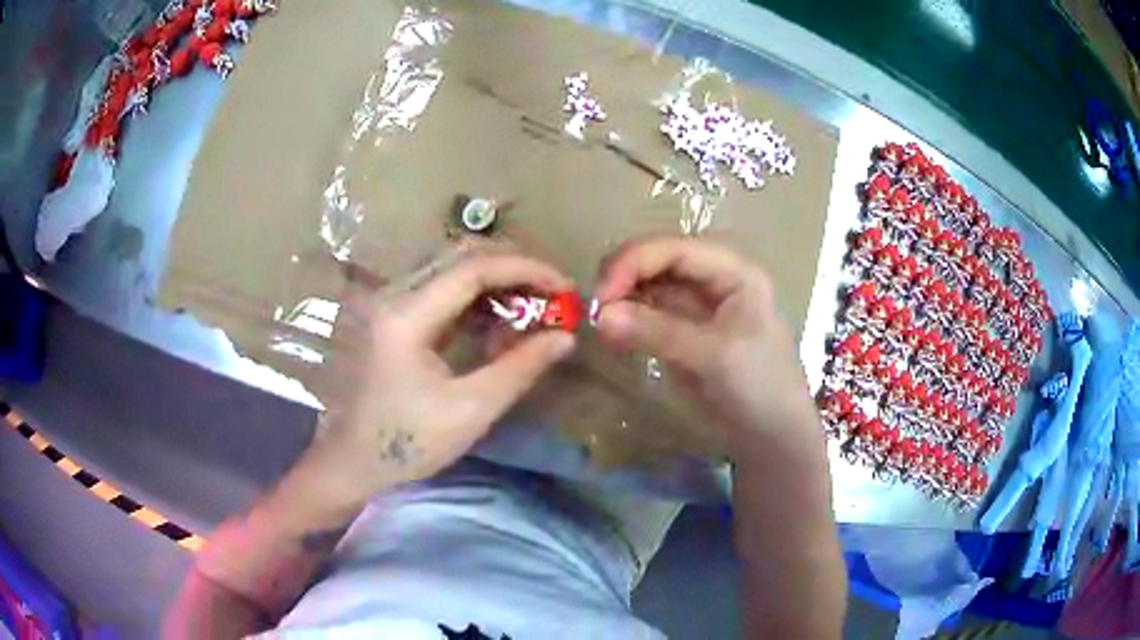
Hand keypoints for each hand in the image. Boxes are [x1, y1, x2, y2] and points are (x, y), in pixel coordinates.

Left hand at [316, 250, 576, 491]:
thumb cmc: (406, 443)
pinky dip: (476, 302)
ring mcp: (391, 305)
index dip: (525, 270)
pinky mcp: (394, 319)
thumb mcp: (470, 411)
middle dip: (514, 271)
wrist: (351, 462)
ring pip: (452, 272)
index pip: (474, 269)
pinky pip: (441, 294)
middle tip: (552, 295)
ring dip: (496, 285)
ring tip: (533, 310)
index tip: (563, 286)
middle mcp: (395, 296)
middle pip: (462, 259)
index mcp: (407, 315)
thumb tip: (566, 337)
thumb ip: (520, 368)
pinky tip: (497, 326)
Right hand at [594, 237, 819, 449]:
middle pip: (658, 259)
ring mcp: (696, 304)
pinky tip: (611, 332)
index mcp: (733, 270)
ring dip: (621, 297)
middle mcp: (713, 278)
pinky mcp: (682, 330)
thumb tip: (600, 316)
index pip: (675, 248)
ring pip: (649, 285)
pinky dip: (626, 318)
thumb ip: (659, 332)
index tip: (602, 292)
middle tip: (594, 307)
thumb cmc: (760, 386)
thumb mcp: (715, 355)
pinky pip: (647, 313)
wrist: (771, 433)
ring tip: (598, 322)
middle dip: (624, 276)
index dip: (634, 261)